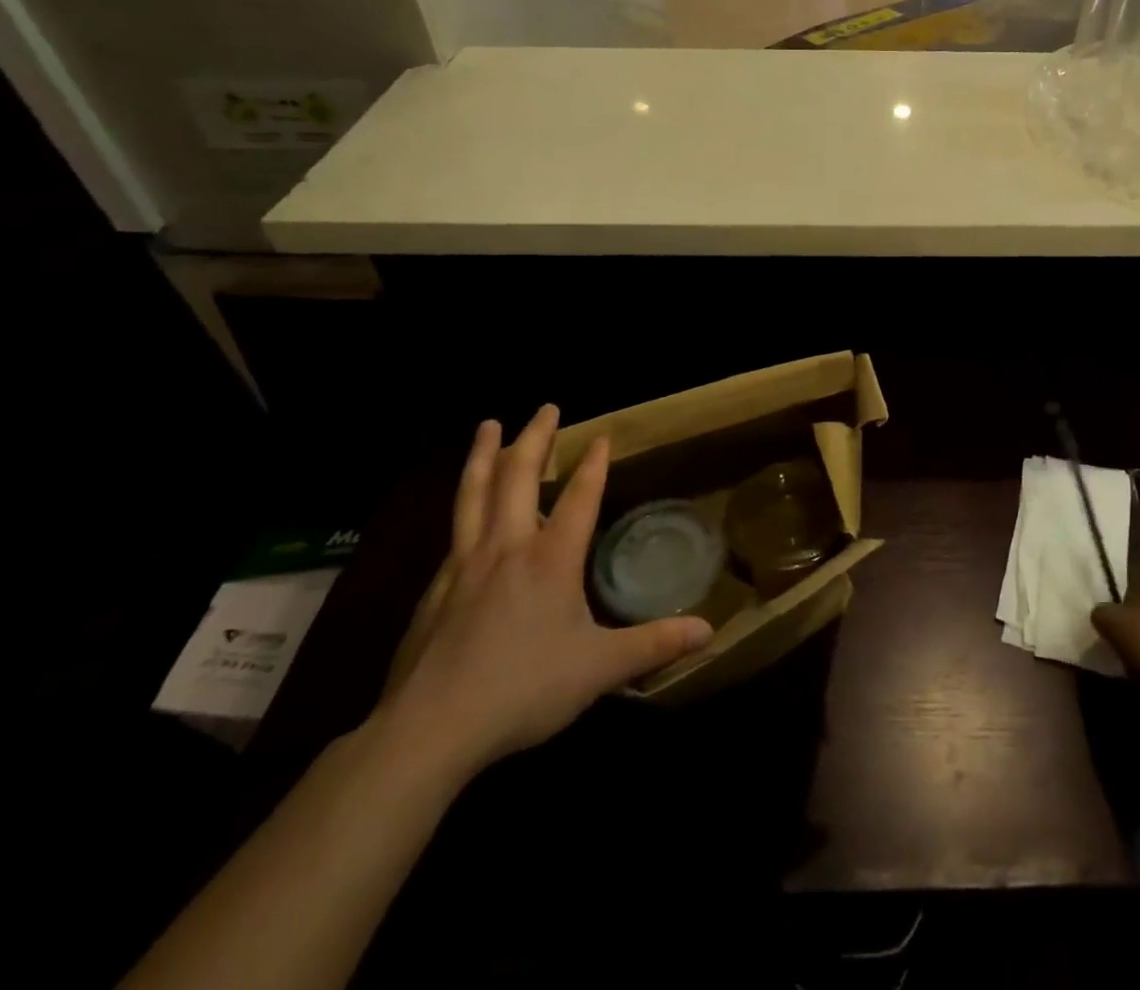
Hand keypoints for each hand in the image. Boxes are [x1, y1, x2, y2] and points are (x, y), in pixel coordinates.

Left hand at [378, 407, 712, 779]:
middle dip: (534, 438)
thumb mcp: (600, 669)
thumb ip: (654, 645)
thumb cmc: (523, 689)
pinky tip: (465, 514)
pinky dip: (464, 507)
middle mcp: (507, 549)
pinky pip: (454, 534)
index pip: (579, 497)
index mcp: (551, 559)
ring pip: (474, 494)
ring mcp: (464, 566)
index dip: (593, 464)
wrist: (430, 730)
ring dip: (484, 455)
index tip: (602, 435)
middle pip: (519, 477)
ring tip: (488, 425)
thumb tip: (710, 631)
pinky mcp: (433, 592)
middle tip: (545, 407)